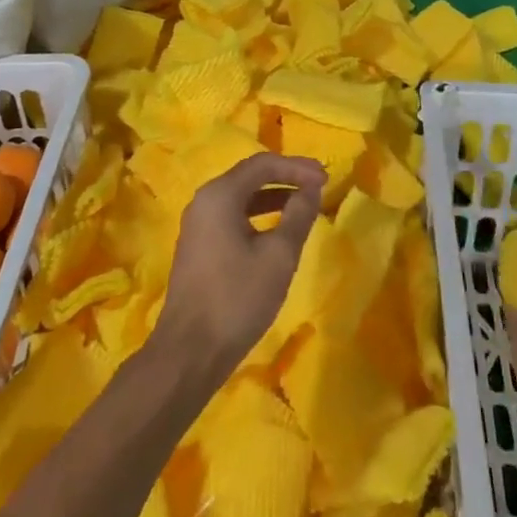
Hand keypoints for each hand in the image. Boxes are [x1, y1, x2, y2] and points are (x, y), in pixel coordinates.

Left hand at [155, 152, 325, 383]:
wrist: (190, 352)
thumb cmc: (237, 298)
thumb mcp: (278, 256)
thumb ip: (298, 215)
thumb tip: (312, 188)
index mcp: (219, 195)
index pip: (263, 164)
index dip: (297, 167)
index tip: (326, 177)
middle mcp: (204, 201)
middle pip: (249, 176)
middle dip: (286, 178)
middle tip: (318, 186)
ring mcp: (198, 224)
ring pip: (240, 197)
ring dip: (273, 197)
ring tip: (303, 206)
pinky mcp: (198, 246)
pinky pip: (232, 216)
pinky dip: (258, 215)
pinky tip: (277, 231)